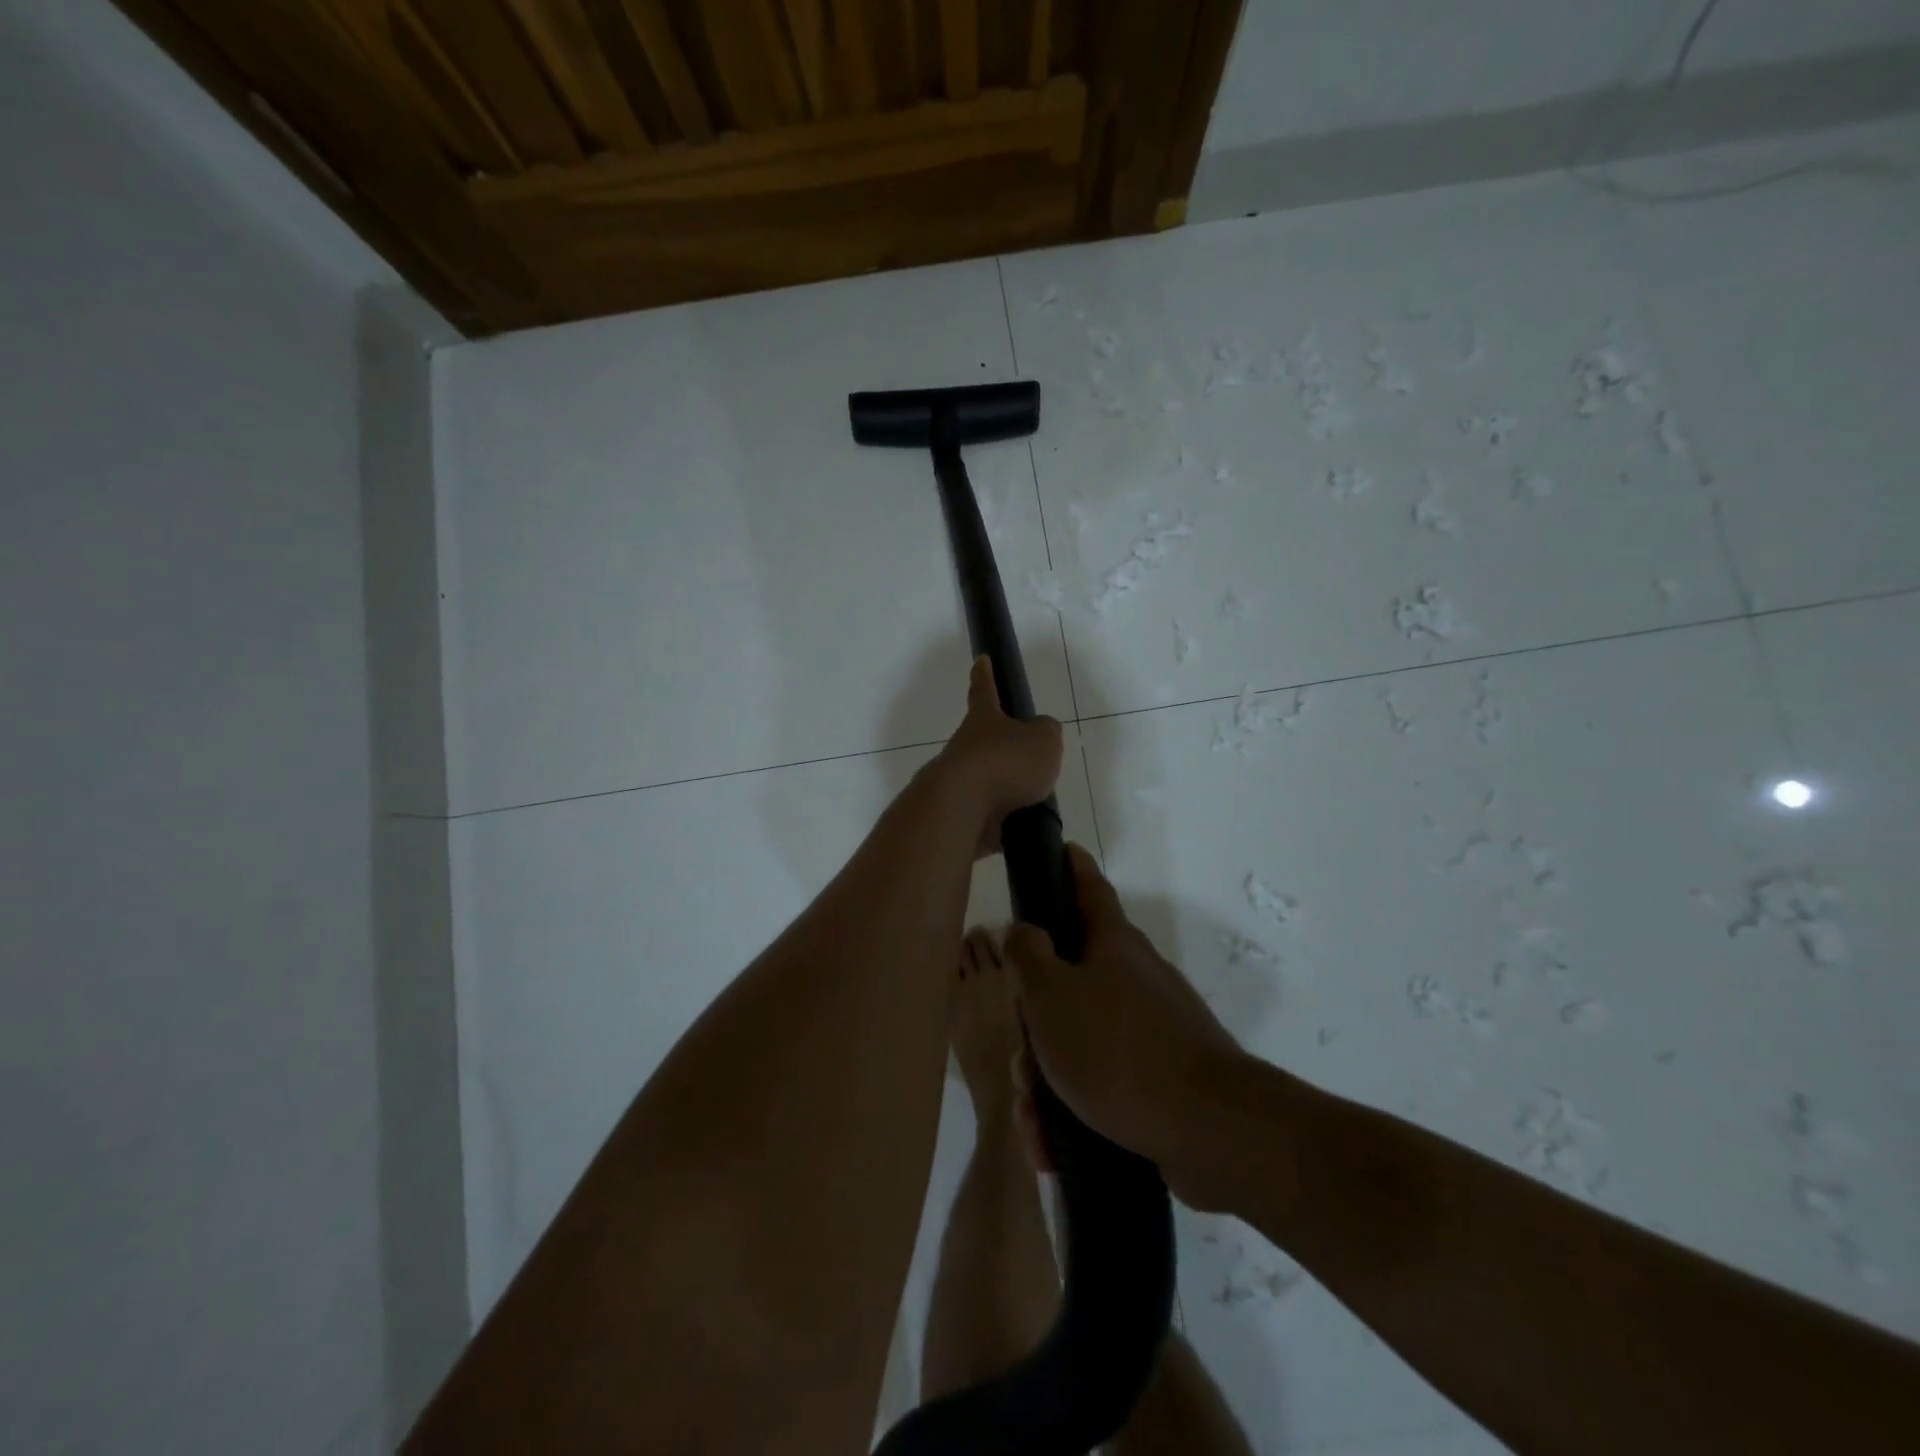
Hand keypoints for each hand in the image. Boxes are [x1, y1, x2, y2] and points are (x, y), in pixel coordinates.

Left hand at [935, 656, 1064, 857]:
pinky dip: (1004, 822)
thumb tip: (1041, 734)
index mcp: (983, 719)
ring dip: (1006, 788)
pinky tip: (1022, 829)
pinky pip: (987, 816)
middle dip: (1001, 745)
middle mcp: (965, 746)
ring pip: (985, 780)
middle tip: (1026, 755)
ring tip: (1034, 799)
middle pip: (983, 740)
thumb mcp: (1043, 740)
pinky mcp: (959, 815)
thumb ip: (1047, 733)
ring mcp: (959, 782)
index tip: (980, 660)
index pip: (984, 689)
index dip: (984, 674)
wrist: (962, 809)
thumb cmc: (1005, 762)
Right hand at [1005, 846, 1250, 1210]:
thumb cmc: (1117, 1050)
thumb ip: (1028, 955)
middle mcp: (1135, 977)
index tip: (1060, 848)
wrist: (1209, 1130)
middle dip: (1037, 1019)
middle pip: (1072, 979)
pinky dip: (1076, 1107)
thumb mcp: (1051, 996)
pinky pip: (1105, 1081)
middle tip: (1021, 1059)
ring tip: (1035, 1119)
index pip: (1088, 887)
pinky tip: (1055, 1145)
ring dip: (1049, 1076)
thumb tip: (1023, 930)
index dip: (1071, 865)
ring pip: (1082, 1038)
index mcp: (1113, 945)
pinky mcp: (1163, 1076)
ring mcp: (1153, 1027)